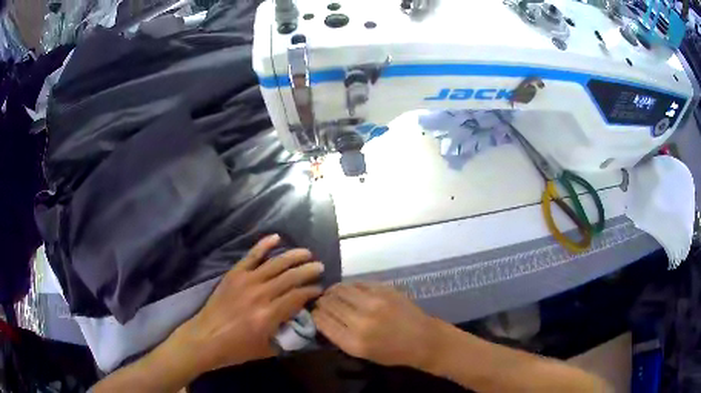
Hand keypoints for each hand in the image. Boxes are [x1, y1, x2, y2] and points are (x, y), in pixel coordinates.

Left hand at [174, 234, 323, 371]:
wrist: (205, 338)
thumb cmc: (236, 348)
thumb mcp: (267, 349)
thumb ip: (286, 335)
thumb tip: (300, 321)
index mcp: (269, 315)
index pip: (298, 296)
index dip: (312, 291)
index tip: (320, 289)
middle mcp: (260, 294)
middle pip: (290, 277)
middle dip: (308, 270)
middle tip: (320, 267)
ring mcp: (246, 281)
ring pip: (275, 263)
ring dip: (293, 256)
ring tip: (307, 253)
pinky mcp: (234, 274)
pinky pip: (251, 256)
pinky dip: (264, 245)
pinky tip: (276, 237)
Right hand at [312, 282, 440, 369]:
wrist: (422, 339)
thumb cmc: (392, 352)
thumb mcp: (361, 353)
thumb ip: (339, 336)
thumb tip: (322, 317)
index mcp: (353, 342)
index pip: (322, 320)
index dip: (315, 314)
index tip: (314, 312)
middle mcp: (361, 321)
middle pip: (329, 303)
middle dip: (322, 301)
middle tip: (322, 301)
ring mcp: (374, 303)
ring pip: (341, 289)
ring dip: (333, 291)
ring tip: (333, 293)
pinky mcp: (384, 290)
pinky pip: (358, 283)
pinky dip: (349, 286)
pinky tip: (349, 290)